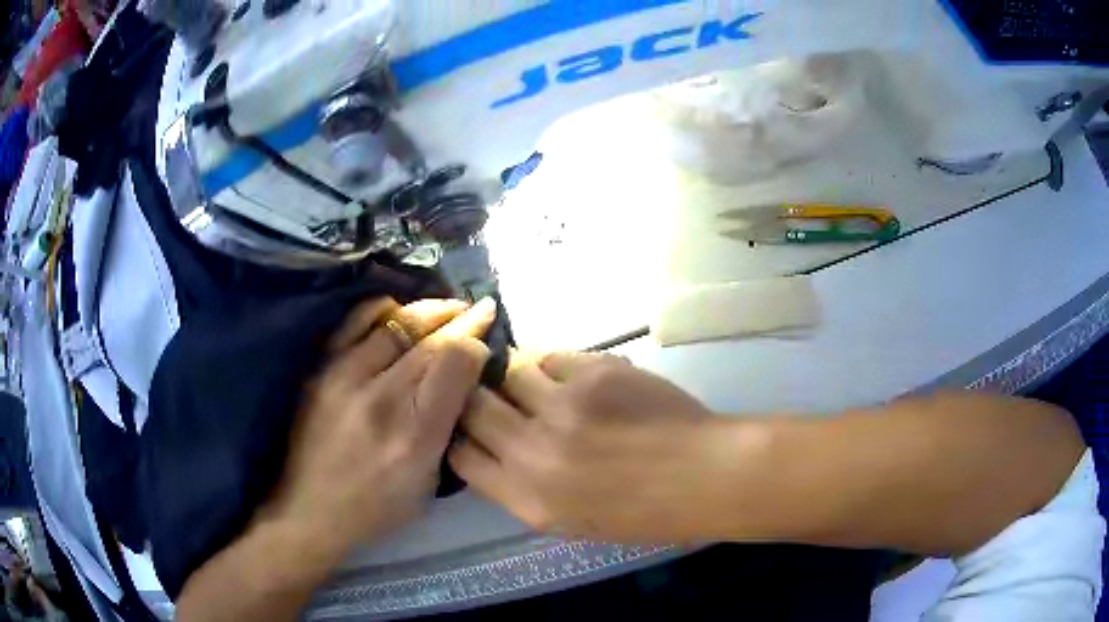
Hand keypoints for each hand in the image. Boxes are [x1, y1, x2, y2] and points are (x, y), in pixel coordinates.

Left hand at [261, 297, 497, 550]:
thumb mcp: (428, 480)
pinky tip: (397, 309)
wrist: (313, 509)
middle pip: (429, 341)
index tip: (486, 338)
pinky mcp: (321, 370)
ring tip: (447, 307)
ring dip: (429, 311)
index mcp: (416, 434)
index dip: (476, 343)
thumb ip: (447, 426)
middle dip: (462, 319)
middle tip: (481, 308)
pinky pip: (354, 323)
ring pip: (396, 325)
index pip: (454, 364)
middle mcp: (382, 398)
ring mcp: (345, 379)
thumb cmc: (379, 506)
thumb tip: (462, 380)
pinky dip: (381, 309)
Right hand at [451, 351, 747, 542]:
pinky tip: (577, 380)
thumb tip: (500, 449)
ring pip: (510, 372)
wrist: (706, 477)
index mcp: (528, 500)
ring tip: (542, 385)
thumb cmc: (645, 513)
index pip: (461, 457)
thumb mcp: (572, 522)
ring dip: (518, 377)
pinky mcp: (595, 373)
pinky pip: (552, 356)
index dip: (461, 437)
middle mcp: (533, 453)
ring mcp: (563, 408)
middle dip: (476, 398)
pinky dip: (555, 366)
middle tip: (492, 393)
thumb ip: (527, 489)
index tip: (471, 428)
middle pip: (474, 407)